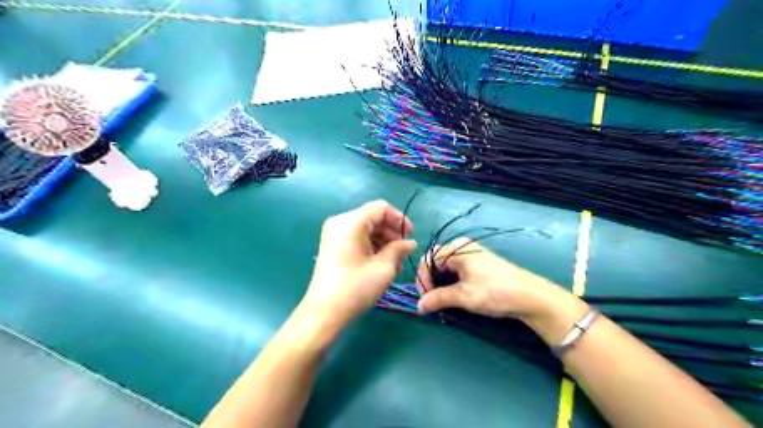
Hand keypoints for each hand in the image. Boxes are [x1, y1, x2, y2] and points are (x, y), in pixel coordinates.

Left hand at [301, 200, 415, 327]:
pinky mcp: (331, 246)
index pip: (381, 208)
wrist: (324, 312)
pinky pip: (356, 238)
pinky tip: (379, 263)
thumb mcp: (384, 267)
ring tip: (393, 262)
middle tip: (403, 252)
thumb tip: (410, 243)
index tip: (410, 236)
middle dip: (391, 232)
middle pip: (372, 218)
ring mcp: (333, 234)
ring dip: (382, 241)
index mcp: (351, 221)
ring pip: (365, 228)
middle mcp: (340, 222)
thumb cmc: (356, 287)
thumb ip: (399, 249)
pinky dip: (370, 246)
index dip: (399, 219)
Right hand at [416, 238, 570, 320]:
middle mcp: (462, 246)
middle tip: (433, 301)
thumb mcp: (464, 296)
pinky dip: (452, 281)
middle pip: (436, 261)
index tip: (426, 299)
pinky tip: (456, 294)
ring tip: (444, 300)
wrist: (530, 296)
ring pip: (446, 266)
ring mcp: (472, 253)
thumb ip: (438, 298)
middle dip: (431, 281)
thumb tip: (419, 306)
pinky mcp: (479, 262)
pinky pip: (457, 269)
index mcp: (457, 248)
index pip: (428, 259)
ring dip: (441, 283)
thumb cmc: (495, 292)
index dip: (423, 279)